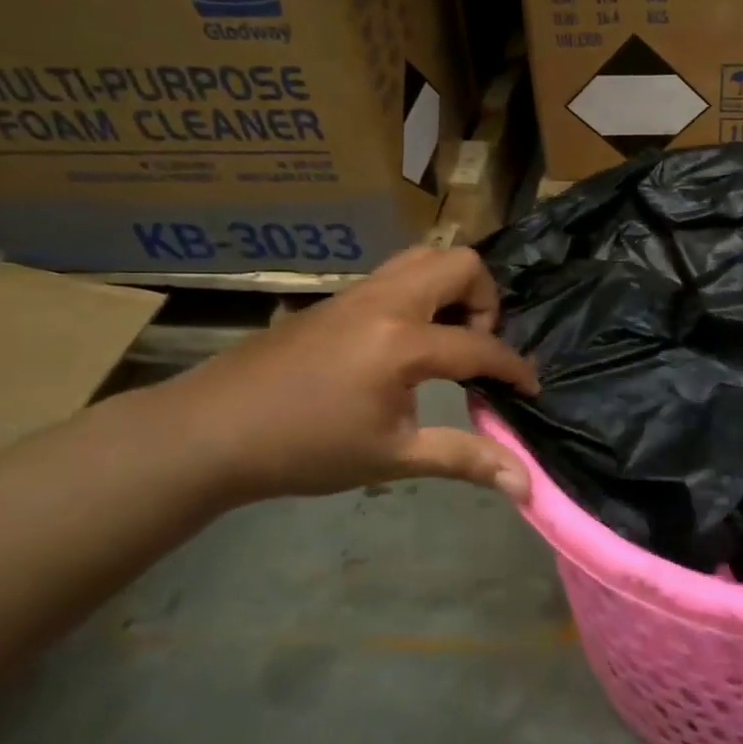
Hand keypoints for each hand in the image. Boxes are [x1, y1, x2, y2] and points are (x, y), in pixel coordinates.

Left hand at [157, 246, 539, 504]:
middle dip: (486, 302)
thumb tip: (525, 486)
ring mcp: (359, 292)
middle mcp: (386, 301)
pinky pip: (398, 274)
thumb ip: (464, 459)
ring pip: (426, 258)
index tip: (530, 389)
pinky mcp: (338, 298)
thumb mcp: (392, 457)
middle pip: (461, 264)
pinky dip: (423, 293)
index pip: (480, 346)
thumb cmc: (304, 448)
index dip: (514, 368)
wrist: (212, 430)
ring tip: (446, 340)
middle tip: (474, 350)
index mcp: (402, 342)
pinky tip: (407, 344)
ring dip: (452, 290)